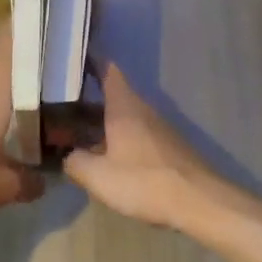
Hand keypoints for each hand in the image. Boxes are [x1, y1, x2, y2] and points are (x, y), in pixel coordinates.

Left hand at [0, 29, 44, 224]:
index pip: (7, 59)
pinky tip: (3, 154)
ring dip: (11, 119)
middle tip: (58, 101)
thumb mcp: (3, 188)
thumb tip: (43, 181)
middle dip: (29, 93)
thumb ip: (29, 182)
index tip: (34, 17)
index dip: (20, 36)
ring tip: (36, 134)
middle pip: (5, 89)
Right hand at [64, 63, 222, 229]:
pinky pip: (138, 134)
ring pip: (127, 117)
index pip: (108, 71)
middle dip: (90, 100)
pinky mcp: (169, 148)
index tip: (74, 59)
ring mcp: (160, 129)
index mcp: (124, 107)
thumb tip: (68, 155)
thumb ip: (75, 162)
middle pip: (115, 96)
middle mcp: (144, 110)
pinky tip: (109, 158)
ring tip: (80, 134)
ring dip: (105, 122)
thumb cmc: (144, 181)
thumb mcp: (98, 176)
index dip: (92, 61)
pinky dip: (120, 139)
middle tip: (63, 107)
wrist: (199, 202)